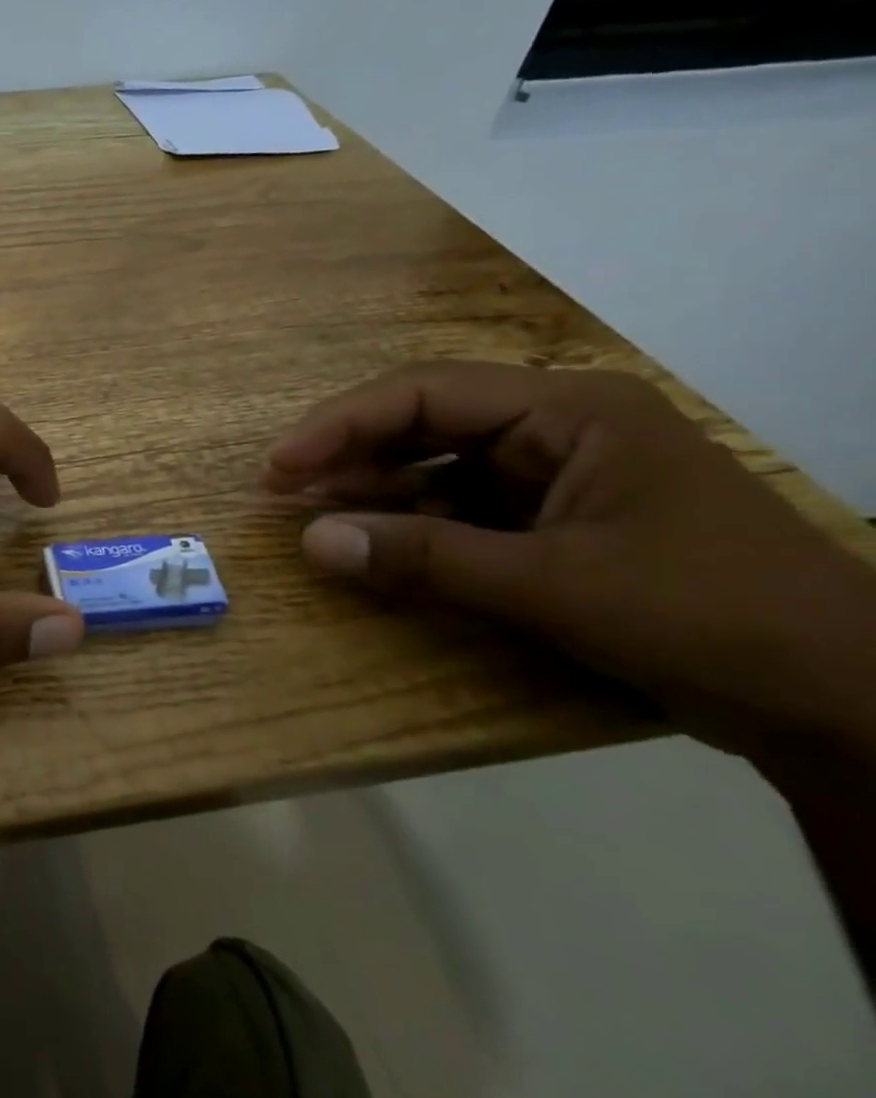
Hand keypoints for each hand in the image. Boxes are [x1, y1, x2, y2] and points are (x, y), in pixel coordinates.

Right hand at [262, 361, 875, 758]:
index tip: (279, 464)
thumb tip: (310, 543)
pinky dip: (412, 521)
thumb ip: (424, 559)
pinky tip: (374, 540)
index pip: (427, 393)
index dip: (340, 423)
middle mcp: (559, 426)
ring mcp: (559, 472)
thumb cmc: (707, 617)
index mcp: (571, 410)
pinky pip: (461, 504)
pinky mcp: (556, 518)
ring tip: (310, 511)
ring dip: (373, 486)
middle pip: (425, 420)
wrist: (844, 704)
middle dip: (348, 451)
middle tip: (278, 487)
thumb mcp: (553, 586)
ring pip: (438, 462)